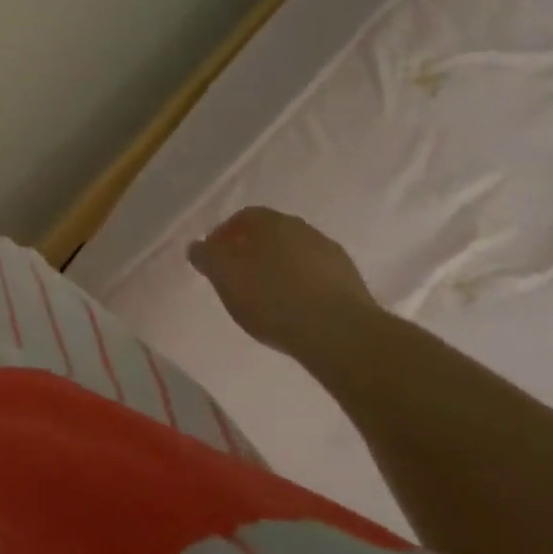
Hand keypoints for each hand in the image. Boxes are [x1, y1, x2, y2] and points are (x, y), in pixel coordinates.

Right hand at [189, 207, 383, 359]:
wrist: (341, 335)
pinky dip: (303, 290)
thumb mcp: (223, 275)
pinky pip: (317, 280)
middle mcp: (305, 230)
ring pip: (296, 257)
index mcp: (272, 221)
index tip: (214, 260)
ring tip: (267, 300)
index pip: (243, 217)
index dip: (224, 236)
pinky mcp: (354, 286)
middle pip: (271, 236)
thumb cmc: (272, 296)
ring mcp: (333, 257)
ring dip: (280, 271)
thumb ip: (206, 256)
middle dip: (253, 252)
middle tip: (238, 278)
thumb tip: (198, 247)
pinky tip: (295, 312)